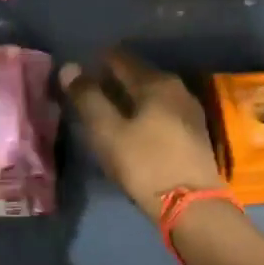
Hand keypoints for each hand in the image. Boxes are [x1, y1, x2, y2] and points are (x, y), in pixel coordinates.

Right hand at [59, 50, 223, 217]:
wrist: (192, 206)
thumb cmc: (145, 164)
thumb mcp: (107, 131)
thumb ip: (87, 97)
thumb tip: (69, 67)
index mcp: (156, 82)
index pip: (120, 58)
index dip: (96, 62)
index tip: (78, 73)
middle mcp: (177, 89)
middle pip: (138, 75)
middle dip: (113, 80)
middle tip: (88, 93)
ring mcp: (189, 111)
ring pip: (151, 95)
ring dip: (129, 99)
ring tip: (107, 112)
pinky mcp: (194, 134)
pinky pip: (162, 112)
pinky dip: (144, 114)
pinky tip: (133, 129)